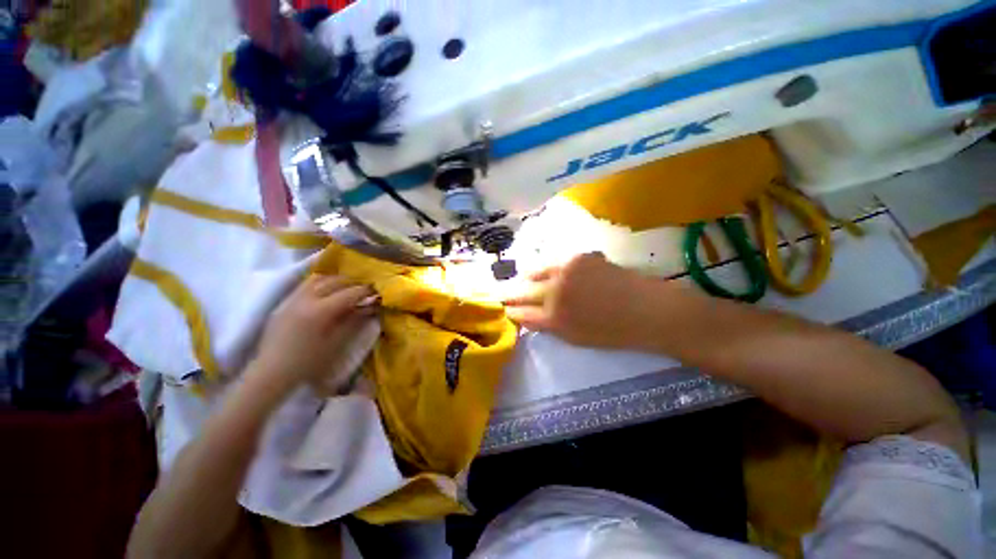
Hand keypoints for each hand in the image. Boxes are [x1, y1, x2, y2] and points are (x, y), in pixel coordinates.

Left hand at [250, 275, 377, 391]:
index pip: (350, 293)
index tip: (378, 292)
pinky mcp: (284, 303)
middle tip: (365, 289)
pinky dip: (321, 284)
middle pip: (335, 281)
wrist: (272, 373)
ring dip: (336, 280)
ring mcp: (293, 299)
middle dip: (353, 283)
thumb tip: (371, 307)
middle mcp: (306, 299)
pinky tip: (326, 293)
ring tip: (346, 288)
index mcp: (321, 311)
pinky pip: (306, 285)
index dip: (366, 291)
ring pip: (318, 279)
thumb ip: (355, 321)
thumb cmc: (308, 362)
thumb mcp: (337, 342)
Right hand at [502, 253, 659, 348]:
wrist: (647, 310)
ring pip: (534, 271)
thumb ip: (547, 326)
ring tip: (524, 277)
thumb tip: (528, 316)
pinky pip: (555, 261)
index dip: (510, 311)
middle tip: (503, 292)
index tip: (505, 309)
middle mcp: (554, 292)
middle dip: (510, 293)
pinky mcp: (578, 257)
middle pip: (521, 291)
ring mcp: (565, 272)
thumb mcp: (574, 338)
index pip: (520, 313)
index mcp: (553, 319)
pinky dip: (550, 267)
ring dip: (527, 276)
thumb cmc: (612, 332)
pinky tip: (554, 271)